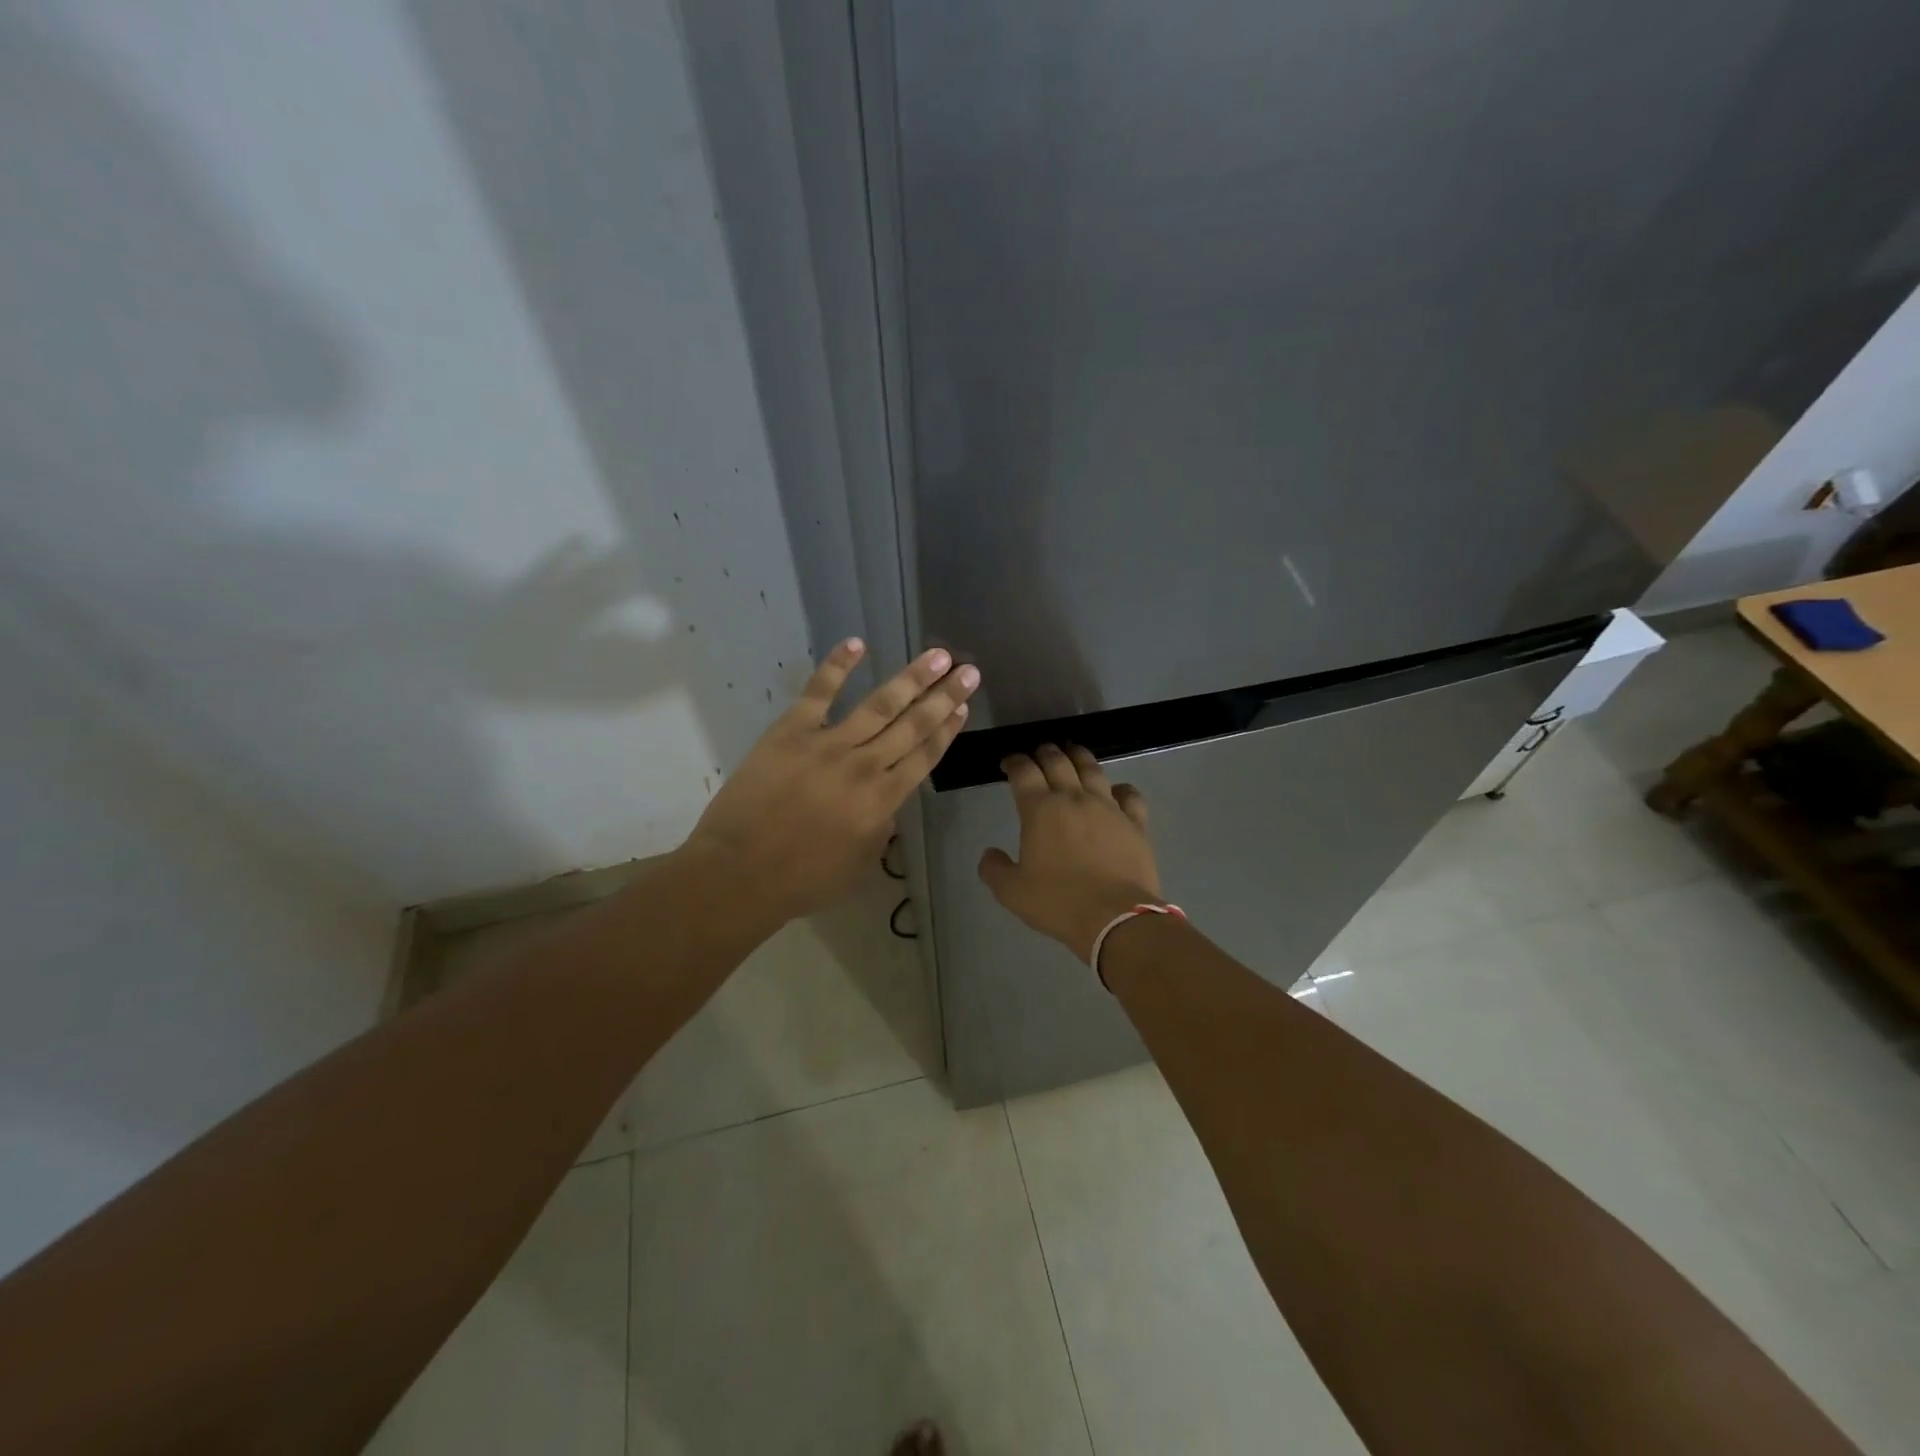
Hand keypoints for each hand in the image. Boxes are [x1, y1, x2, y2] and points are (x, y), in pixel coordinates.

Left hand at [685, 638, 979, 927]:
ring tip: (938, 655)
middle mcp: (865, 766)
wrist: (740, 872)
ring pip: (880, 704)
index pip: (925, 756)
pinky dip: (838, 666)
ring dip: (912, 678)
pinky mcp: (791, 730)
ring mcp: (828, 744)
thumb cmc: (803, 880)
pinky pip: (819, 691)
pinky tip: (857, 643)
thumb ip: (881, 828)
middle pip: (914, 725)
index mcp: (883, 800)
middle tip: (969, 671)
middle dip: (944, 696)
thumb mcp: (860, 865)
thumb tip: (887, 802)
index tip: (964, 707)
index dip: (947, 729)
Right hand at [978, 744, 1161, 961]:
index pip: (1023, 772)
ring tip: (1073, 753)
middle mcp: (1074, 798)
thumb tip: (989, 854)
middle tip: (1039, 752)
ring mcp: (1108, 807)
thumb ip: (994, 869)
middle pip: (1058, 761)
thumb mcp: (1012, 892)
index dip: (1014, 761)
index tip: (1008, 762)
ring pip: (1092, 769)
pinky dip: (1120, 788)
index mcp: (1040, 809)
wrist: (1116, 918)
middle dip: (1044, 752)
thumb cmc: (1058, 902)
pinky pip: (1129, 795)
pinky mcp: (1135, 823)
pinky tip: (1117, 790)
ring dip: (1079, 757)